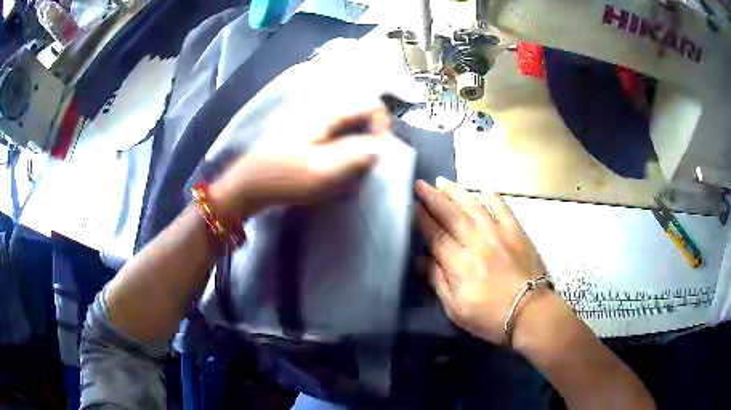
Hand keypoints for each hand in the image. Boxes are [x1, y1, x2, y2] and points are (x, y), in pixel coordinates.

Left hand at [210, 107, 390, 220]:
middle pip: (358, 115)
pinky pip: (332, 135)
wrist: (246, 186)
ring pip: (345, 126)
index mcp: (326, 113)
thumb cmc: (284, 177)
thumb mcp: (324, 170)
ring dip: (355, 144)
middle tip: (365, 165)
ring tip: (350, 169)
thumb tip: (382, 146)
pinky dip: (341, 148)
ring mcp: (308, 121)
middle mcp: (319, 110)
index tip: (378, 152)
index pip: (369, 105)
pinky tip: (333, 167)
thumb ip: (358, 155)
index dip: (382, 126)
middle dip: (369, 138)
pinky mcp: (301, 134)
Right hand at [415, 177, 546, 343]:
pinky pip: (503, 208)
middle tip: (419, 184)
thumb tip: (421, 259)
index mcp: (460, 264)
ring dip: (456, 192)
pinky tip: (485, 190)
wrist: (531, 313)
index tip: (410, 204)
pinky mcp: (517, 232)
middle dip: (432, 198)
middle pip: (451, 215)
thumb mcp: (456, 310)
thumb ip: (438, 282)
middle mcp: (477, 242)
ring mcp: (499, 234)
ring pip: (474, 206)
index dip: (420, 218)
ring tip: (442, 182)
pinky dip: (493, 198)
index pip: (434, 235)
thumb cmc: (490, 317)